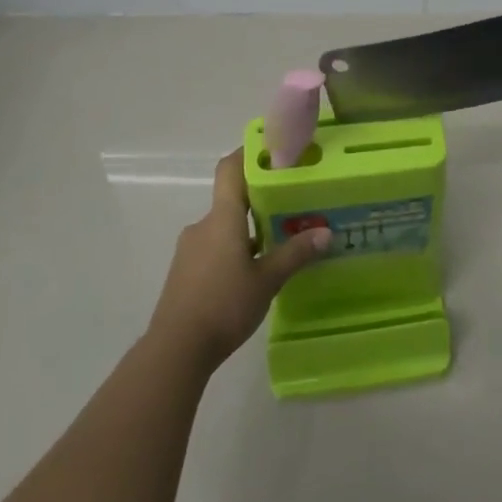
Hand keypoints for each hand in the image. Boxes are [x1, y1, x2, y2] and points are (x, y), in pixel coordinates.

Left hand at [147, 149, 329, 370]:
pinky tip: (253, 272)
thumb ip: (295, 254)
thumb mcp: (267, 280)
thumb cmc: (223, 305)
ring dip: (248, 229)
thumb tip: (326, 232)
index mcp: (222, 217)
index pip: (230, 168)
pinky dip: (234, 250)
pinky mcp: (185, 272)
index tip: (275, 152)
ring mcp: (191, 249)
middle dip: (260, 199)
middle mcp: (204, 225)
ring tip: (278, 242)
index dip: (249, 154)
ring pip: (224, 226)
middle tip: (291, 203)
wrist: (175, 350)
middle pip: (231, 198)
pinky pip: (214, 247)